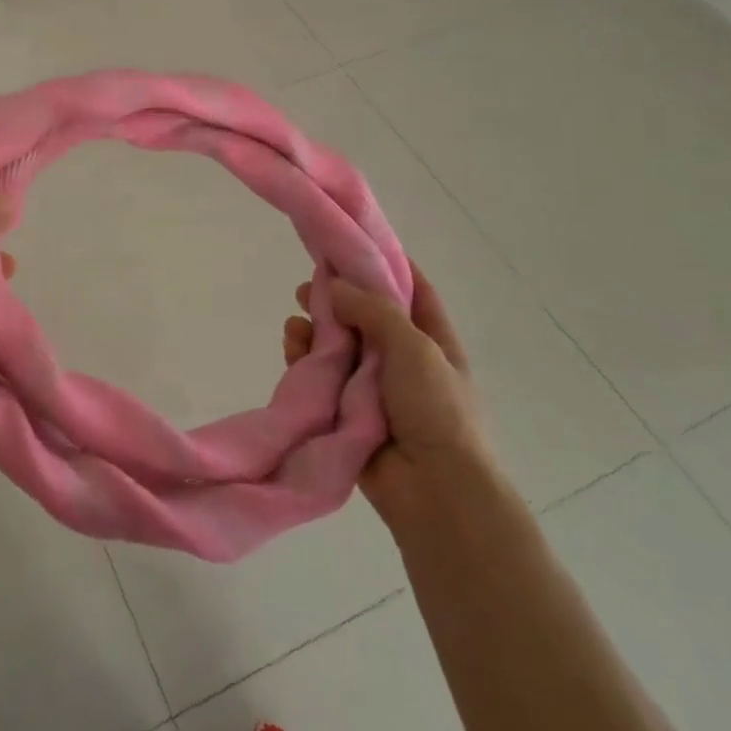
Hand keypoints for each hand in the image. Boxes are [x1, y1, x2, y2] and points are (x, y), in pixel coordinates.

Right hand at [282, 271, 491, 525]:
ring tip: (296, 323)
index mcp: (432, 339)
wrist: (435, 491)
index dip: (385, 262)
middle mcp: (402, 358)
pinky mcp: (345, 410)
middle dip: (335, 297)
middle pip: (364, 314)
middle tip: (306, 286)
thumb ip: (373, 309)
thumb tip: (334, 285)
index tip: (351, 240)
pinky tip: (293, 347)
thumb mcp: (415, 347)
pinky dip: (304, 359)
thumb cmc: (437, 410)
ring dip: (315, 328)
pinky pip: (320, 376)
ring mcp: (372, 386)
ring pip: (336, 344)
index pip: (411, 288)